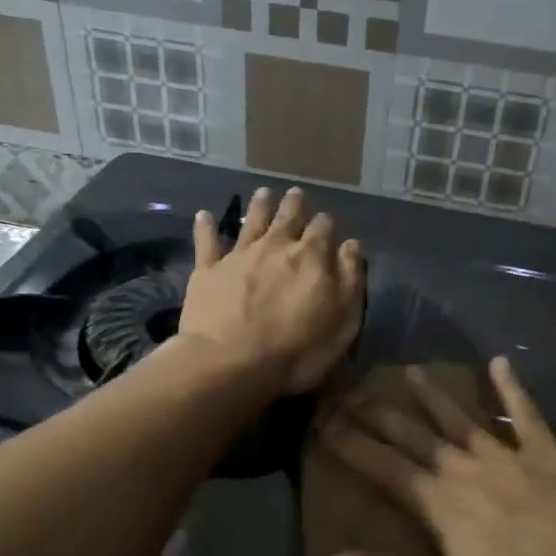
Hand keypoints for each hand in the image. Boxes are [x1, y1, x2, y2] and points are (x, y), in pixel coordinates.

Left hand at [178, 187, 364, 394]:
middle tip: (296, 193)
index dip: (326, 225)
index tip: (327, 223)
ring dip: (259, 206)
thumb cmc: (297, 351)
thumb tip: (351, 245)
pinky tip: (204, 215)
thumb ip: (351, 280)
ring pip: (251, 221)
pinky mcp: (207, 270)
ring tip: (263, 193)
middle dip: (294, 205)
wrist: (230, 363)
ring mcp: (239, 255)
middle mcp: (275, 246)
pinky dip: (205, 227)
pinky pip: (206, 242)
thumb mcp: (343, 322)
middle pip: (287, 217)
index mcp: (311, 257)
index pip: (323, 230)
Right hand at [321, 358, 555, 555]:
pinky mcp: (548, 453)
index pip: (383, 467)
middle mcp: (466, 467)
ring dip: (434, 395)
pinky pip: (525, 413)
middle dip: (379, 413)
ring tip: (411, 371)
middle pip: (414, 434)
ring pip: (461, 417)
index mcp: (440, 502)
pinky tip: (501, 363)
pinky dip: (512, 388)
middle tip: (351, 389)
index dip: (350, 445)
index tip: (322, 422)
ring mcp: (509, 455)